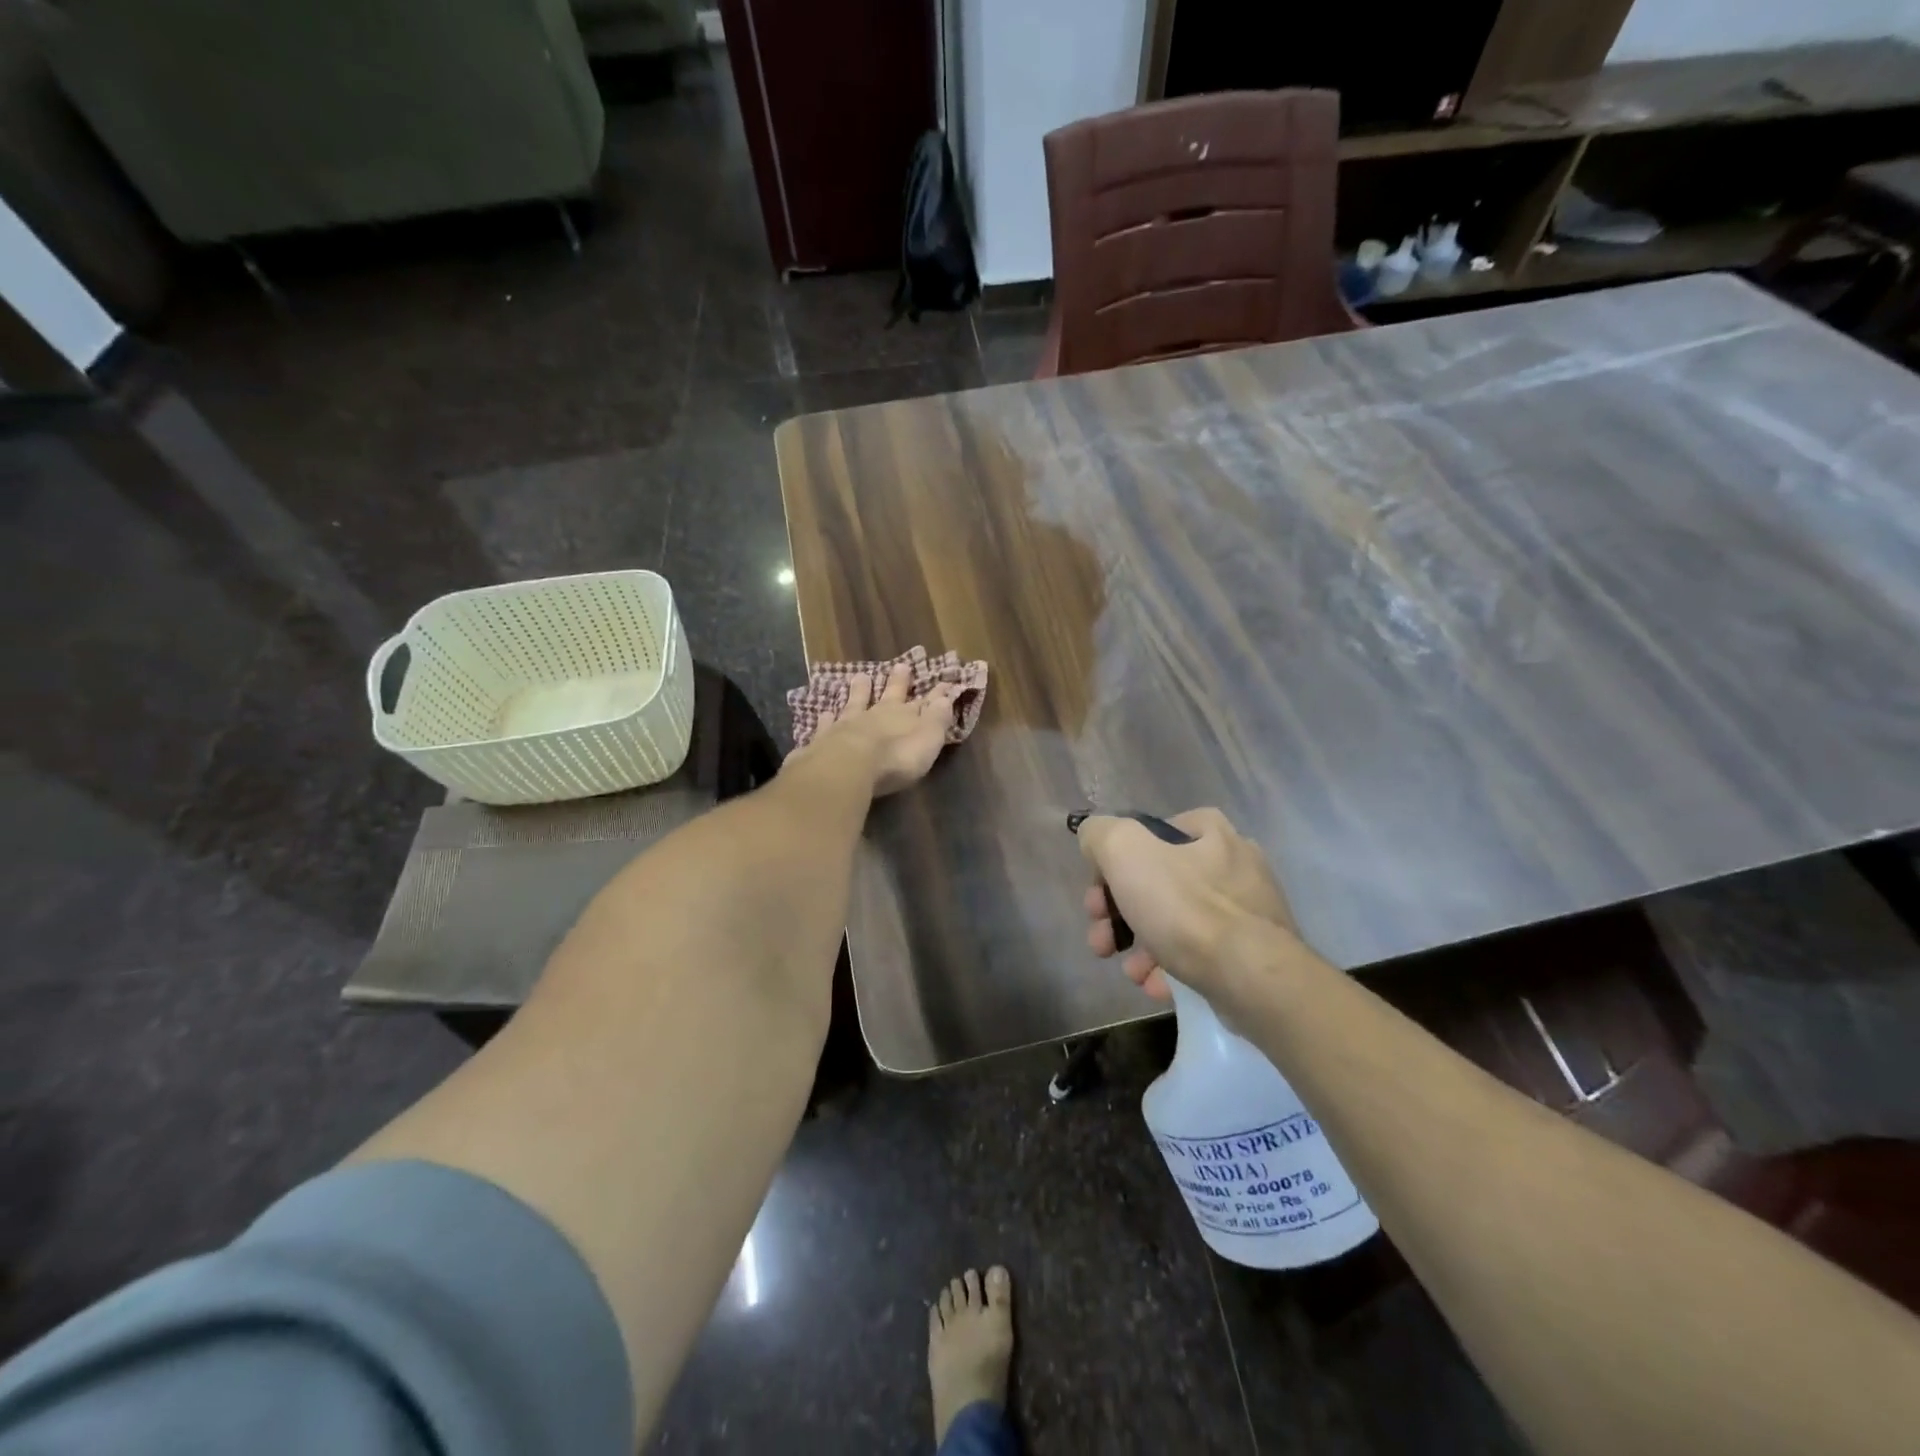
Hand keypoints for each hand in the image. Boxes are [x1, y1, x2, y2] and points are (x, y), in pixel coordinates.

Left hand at [791, 669, 957, 796]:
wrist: (849, 765)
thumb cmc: (896, 757)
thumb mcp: (927, 739)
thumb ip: (937, 719)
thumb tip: (946, 696)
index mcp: (904, 716)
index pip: (925, 702)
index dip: (936, 694)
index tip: (944, 681)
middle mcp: (876, 715)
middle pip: (889, 695)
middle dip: (897, 682)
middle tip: (900, 665)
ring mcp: (848, 724)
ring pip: (855, 702)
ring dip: (859, 691)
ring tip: (860, 677)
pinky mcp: (824, 738)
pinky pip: (826, 724)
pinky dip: (826, 718)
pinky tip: (824, 713)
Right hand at [1076, 808, 1298, 1000]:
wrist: (1252, 978)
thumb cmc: (1185, 907)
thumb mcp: (1125, 851)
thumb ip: (1101, 834)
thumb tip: (1095, 839)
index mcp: (1207, 830)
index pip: (1144, 837)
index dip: (1110, 867)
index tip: (1097, 901)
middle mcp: (1232, 861)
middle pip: (1156, 882)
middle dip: (1119, 915)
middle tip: (1102, 942)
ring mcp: (1247, 909)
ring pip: (1175, 921)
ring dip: (1141, 947)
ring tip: (1131, 972)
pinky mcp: (1254, 951)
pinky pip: (1200, 952)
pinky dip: (1172, 967)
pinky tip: (1157, 985)